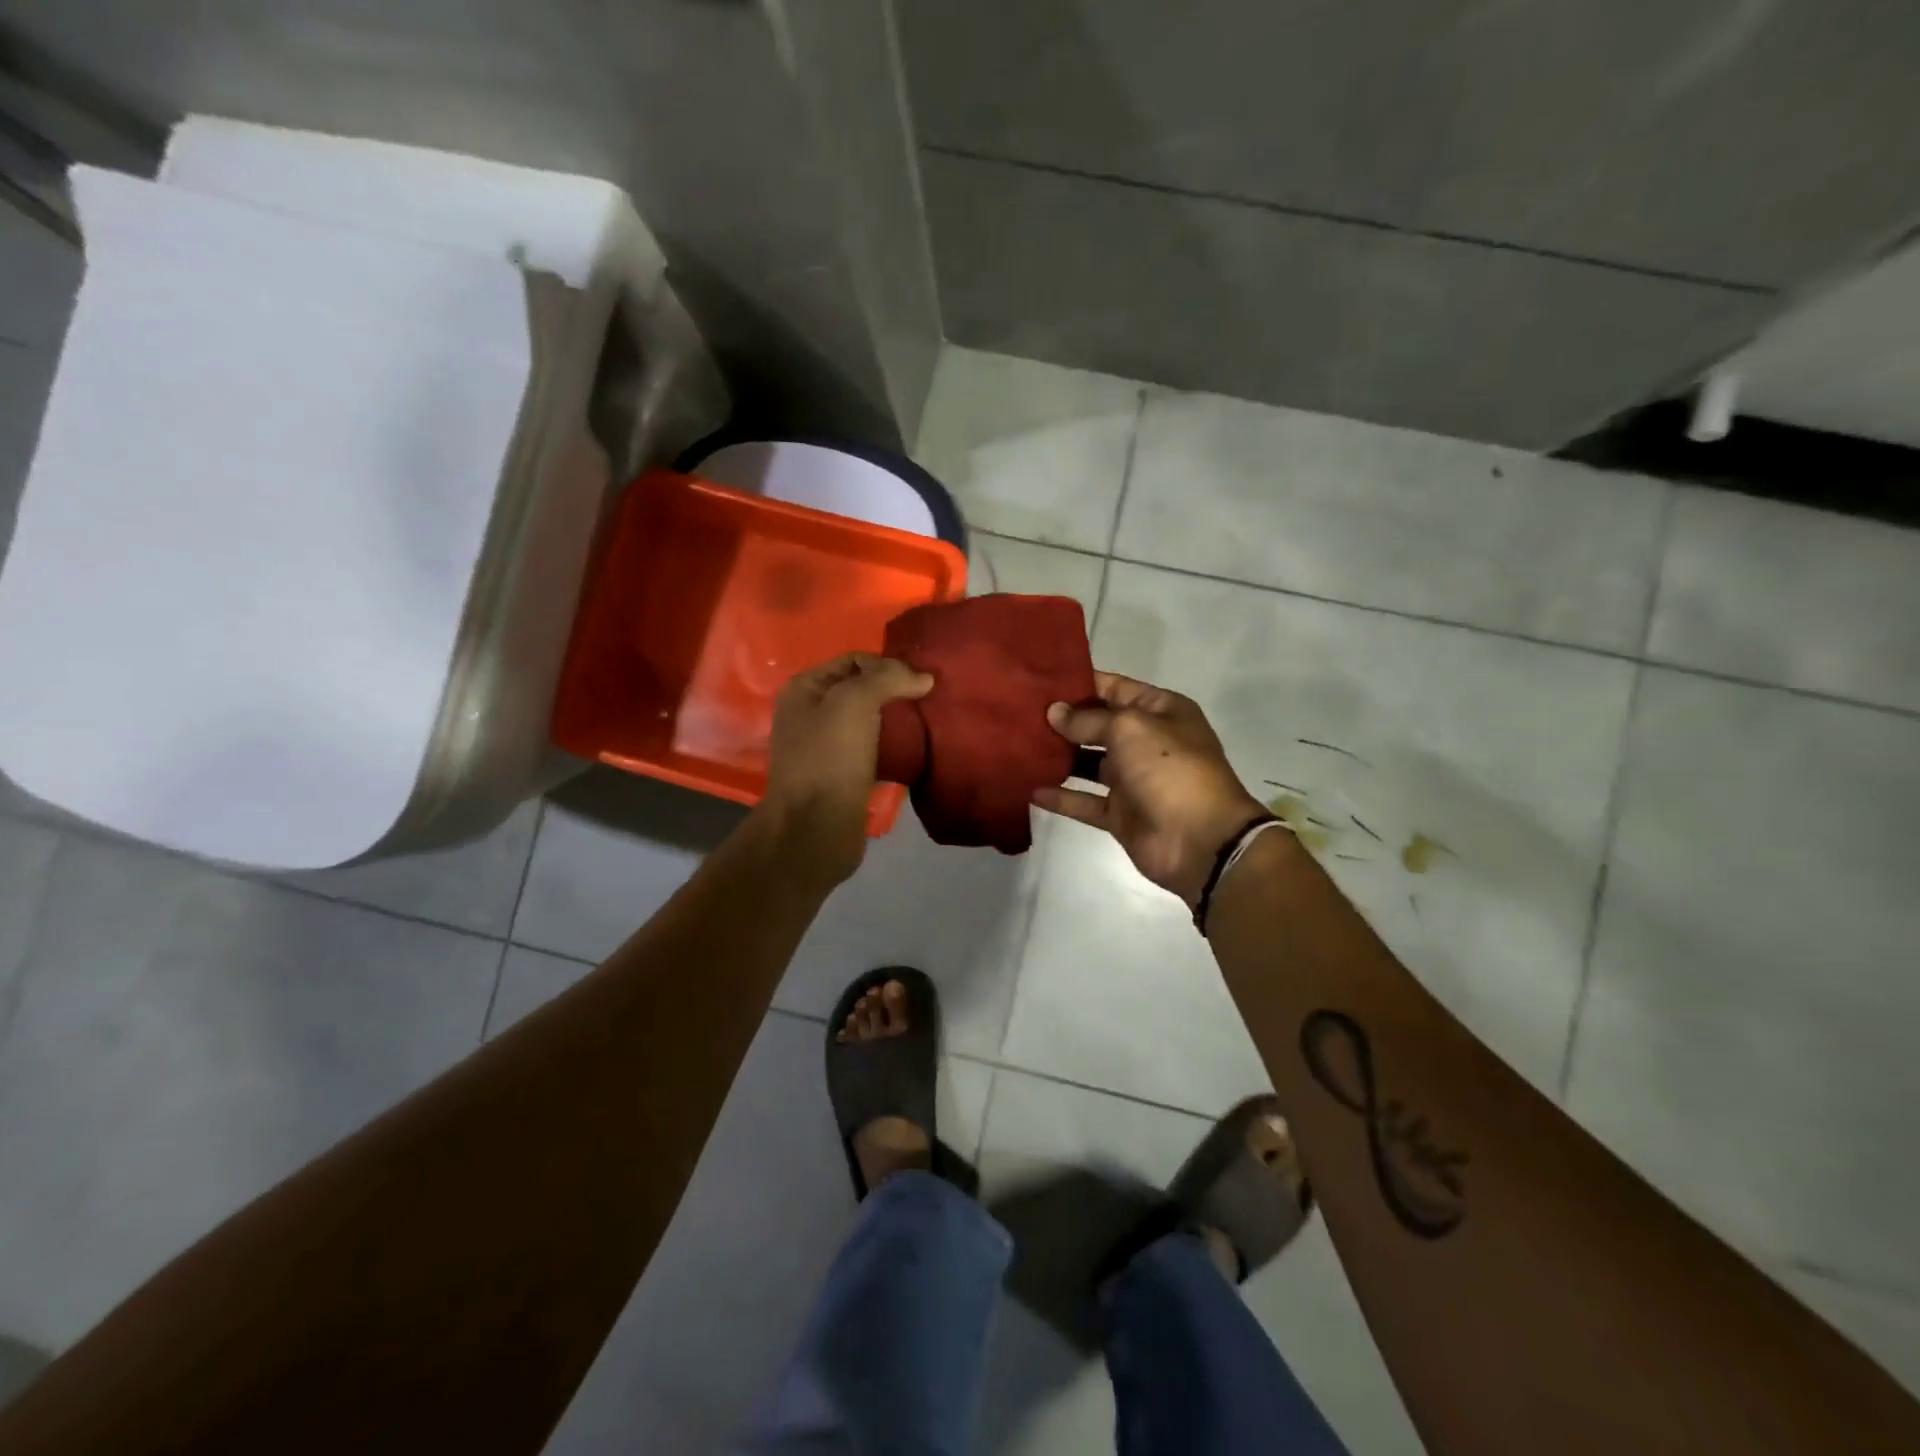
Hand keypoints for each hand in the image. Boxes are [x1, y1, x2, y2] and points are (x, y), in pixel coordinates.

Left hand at [759, 653, 933, 885]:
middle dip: (894, 692)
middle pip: (861, 690)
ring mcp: (825, 747)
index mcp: (804, 689)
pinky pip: (873, 750)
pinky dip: (894, 747)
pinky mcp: (843, 776)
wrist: (815, 829)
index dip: (887, 665)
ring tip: (927, 723)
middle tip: (928, 701)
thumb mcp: (854, 702)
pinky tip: (916, 750)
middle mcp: (811, 714)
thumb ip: (888, 678)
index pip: (853, 660)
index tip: (918, 682)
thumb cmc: (829, 758)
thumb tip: (924, 677)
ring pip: (869, 721)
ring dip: (897, 721)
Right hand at [1033, 671, 1269, 906]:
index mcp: (1160, 712)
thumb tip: (1055, 712)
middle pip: (1098, 725)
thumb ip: (1089, 719)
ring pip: (1088, 763)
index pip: (1115, 688)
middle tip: (1021, 712)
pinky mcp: (1119, 814)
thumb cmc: (1169, 769)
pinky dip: (1061, 796)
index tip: (1041, 682)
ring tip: (1019, 745)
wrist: (1200, 840)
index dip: (1081, 683)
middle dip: (1064, 719)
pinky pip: (1084, 801)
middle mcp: (1146, 742)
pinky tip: (1030, 788)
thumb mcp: (1130, 728)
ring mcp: (1133, 780)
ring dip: (1059, 756)